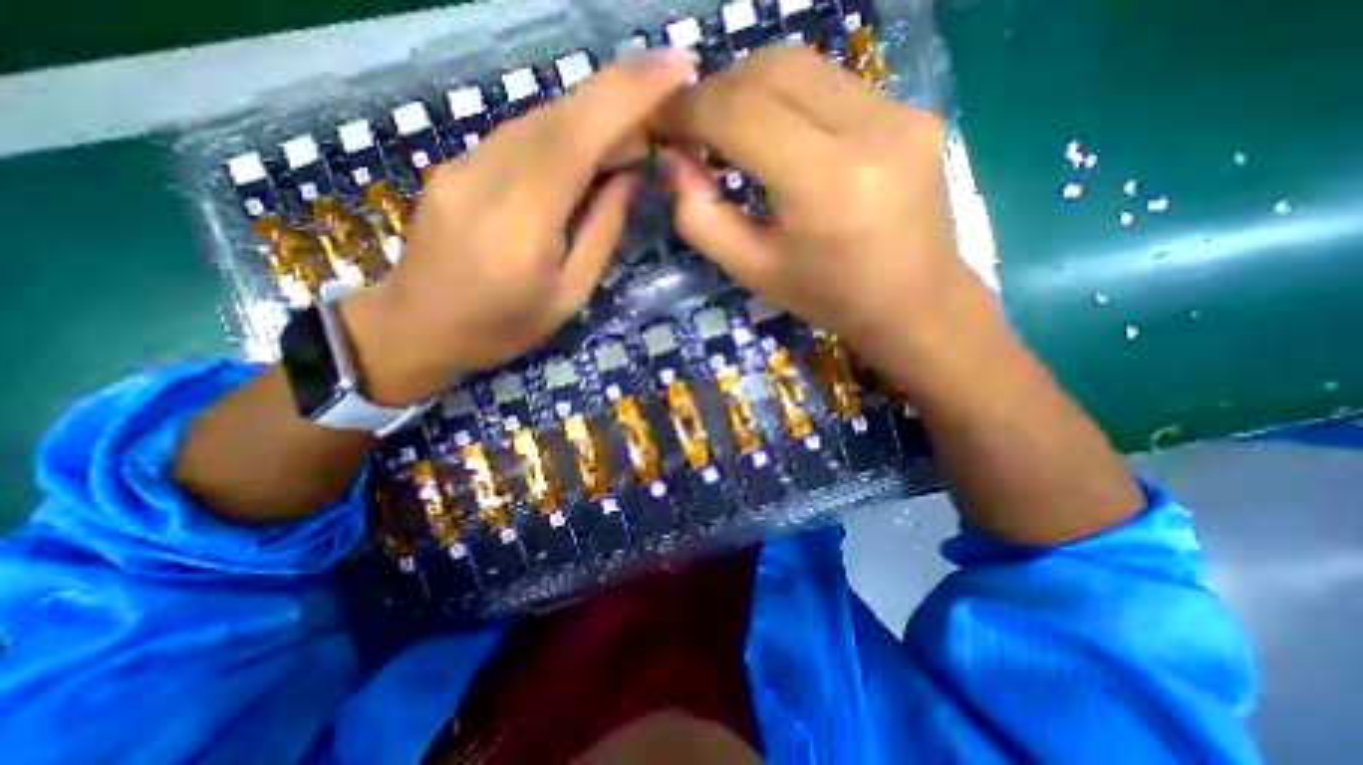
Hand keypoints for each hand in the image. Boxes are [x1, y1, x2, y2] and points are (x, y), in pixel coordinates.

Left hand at [341, 47, 702, 406]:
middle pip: (559, 116)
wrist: (416, 328)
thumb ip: (601, 234)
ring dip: (591, 119)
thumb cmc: (503, 327)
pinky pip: (518, 137)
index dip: (629, 93)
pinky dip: (560, 136)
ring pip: (539, 121)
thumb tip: (628, 178)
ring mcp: (464, 164)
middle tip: (662, 110)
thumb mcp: (569, 296)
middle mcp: (489, 176)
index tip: (676, 65)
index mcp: (523, 221)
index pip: (579, 135)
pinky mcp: (455, 165)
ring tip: (628, 141)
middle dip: (619, 97)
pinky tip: (580, 156)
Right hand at [661, 48, 990, 379]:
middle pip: (773, 69)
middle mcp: (871, 130)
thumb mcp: (753, 271)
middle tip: (694, 129)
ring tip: (731, 132)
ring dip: (752, 91)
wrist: (915, 303)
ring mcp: (901, 112)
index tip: (662, 122)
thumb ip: (702, 219)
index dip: (691, 109)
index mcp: (826, 184)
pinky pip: (832, 85)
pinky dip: (790, 101)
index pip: (742, 113)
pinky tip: (780, 137)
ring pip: (803, 66)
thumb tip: (674, 163)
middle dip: (718, 91)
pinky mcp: (914, 111)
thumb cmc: (828, 298)